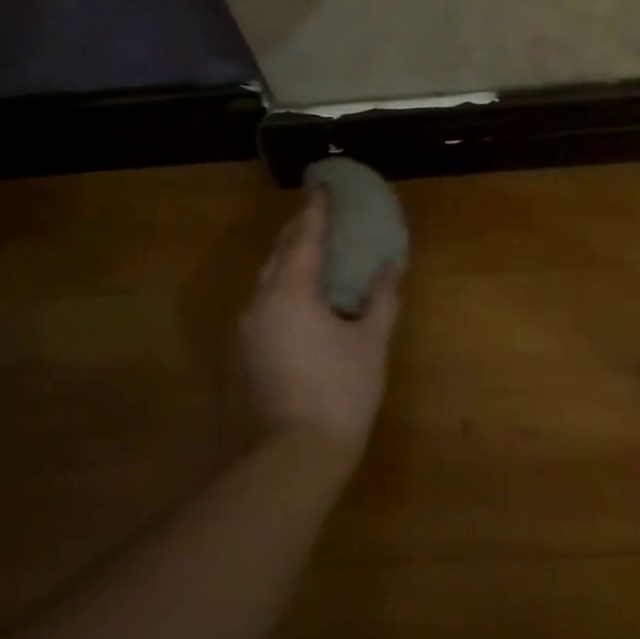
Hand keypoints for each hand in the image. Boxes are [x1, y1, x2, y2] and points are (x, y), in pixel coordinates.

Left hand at [240, 189, 401, 462]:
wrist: (297, 451)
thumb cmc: (342, 391)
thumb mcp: (370, 342)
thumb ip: (382, 298)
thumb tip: (392, 264)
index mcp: (292, 292)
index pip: (304, 239)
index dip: (316, 211)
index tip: (323, 187)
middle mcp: (261, 301)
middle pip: (279, 253)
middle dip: (298, 230)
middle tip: (318, 212)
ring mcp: (249, 327)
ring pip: (266, 277)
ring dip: (287, 257)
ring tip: (309, 247)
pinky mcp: (246, 349)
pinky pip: (264, 300)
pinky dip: (281, 284)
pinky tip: (298, 293)